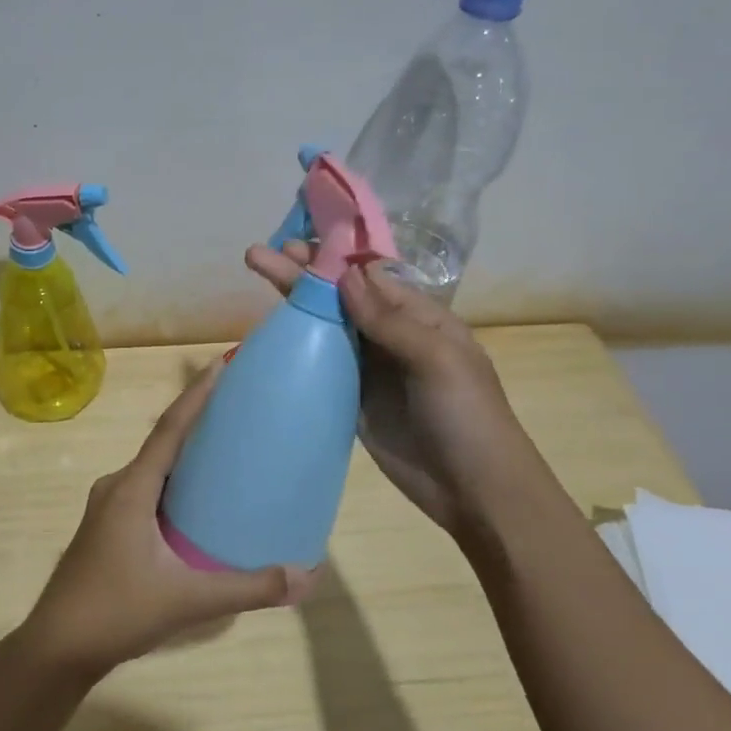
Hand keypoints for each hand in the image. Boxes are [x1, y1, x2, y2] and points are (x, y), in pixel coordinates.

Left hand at [17, 361, 313, 678]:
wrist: (56, 647)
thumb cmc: (117, 611)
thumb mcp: (188, 599)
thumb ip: (247, 588)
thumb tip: (304, 577)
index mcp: (131, 488)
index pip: (169, 429)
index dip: (196, 394)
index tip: (221, 363)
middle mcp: (117, 487)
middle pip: (162, 442)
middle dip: (197, 420)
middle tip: (238, 407)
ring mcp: (107, 508)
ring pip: (153, 469)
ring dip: (185, 454)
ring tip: (224, 451)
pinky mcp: (106, 528)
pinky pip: (146, 489)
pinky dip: (173, 483)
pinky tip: (196, 504)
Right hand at [245, 242, 533, 537]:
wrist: (473, 489)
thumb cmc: (467, 416)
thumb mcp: (438, 360)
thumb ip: (390, 320)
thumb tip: (346, 275)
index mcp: (419, 316)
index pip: (367, 276)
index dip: (331, 258)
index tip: (293, 241)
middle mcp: (390, 334)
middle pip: (339, 297)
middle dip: (302, 273)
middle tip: (258, 255)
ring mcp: (369, 368)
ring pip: (325, 326)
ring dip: (294, 303)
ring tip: (258, 277)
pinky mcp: (351, 398)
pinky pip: (320, 364)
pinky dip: (297, 346)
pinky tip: (270, 333)